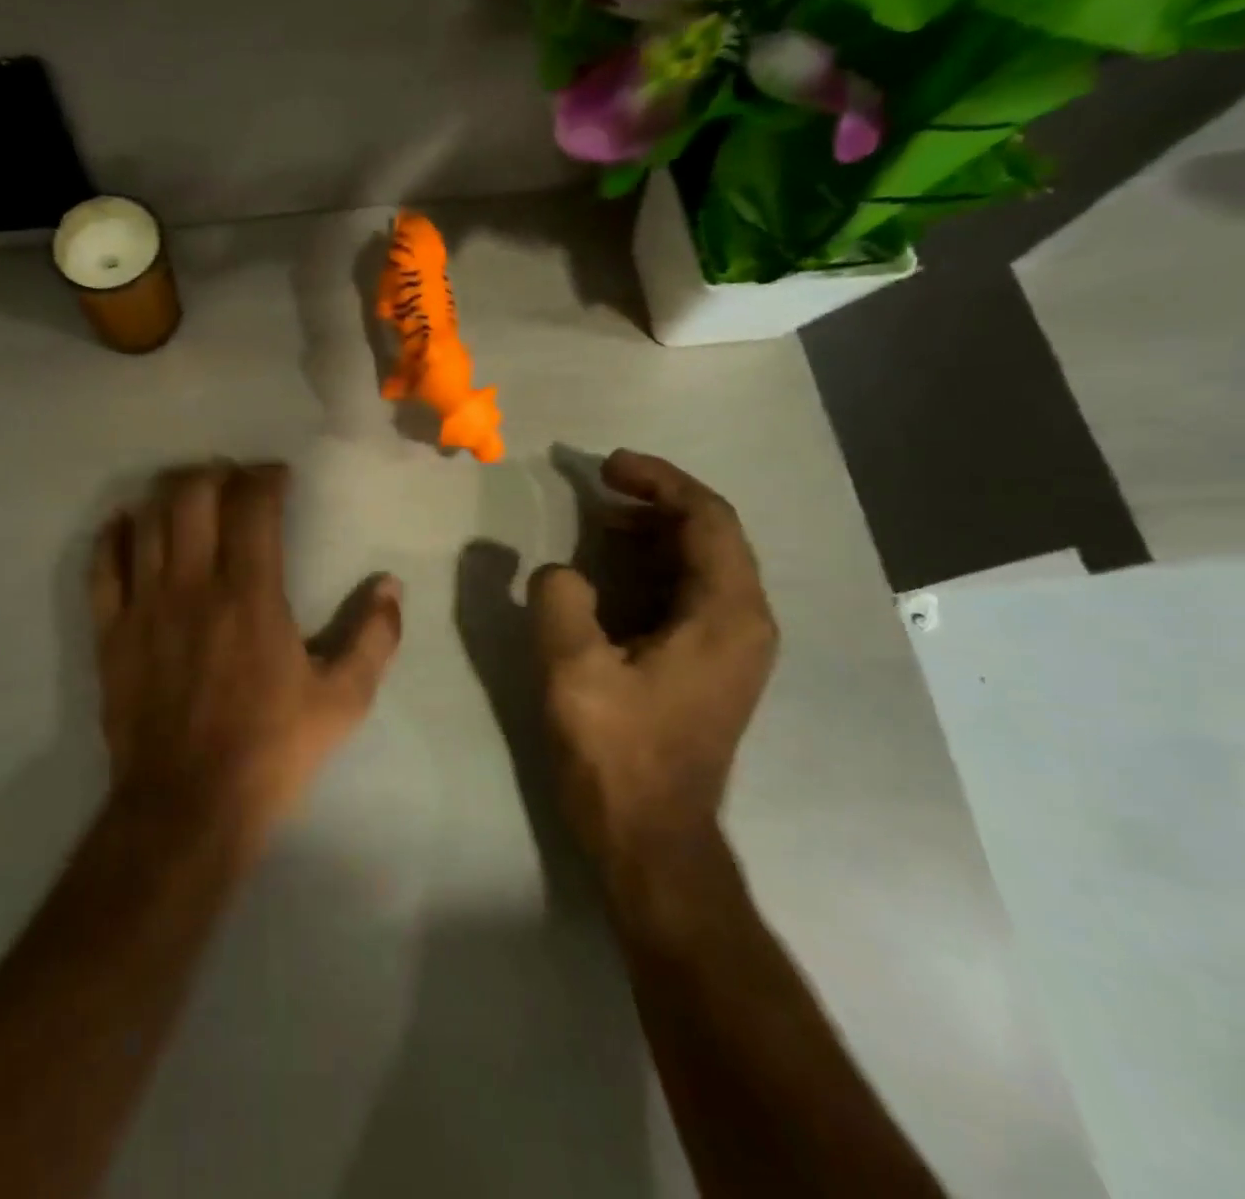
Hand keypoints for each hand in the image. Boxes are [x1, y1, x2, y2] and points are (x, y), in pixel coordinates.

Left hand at [89, 462, 402, 845]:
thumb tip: (391, 587)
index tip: (278, 478)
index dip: (265, 478)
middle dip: (215, 474)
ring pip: (146, 520)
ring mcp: (144, 605)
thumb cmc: (271, 751)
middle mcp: (192, 585)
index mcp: (250, 595)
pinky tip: (125, 523)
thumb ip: (374, 639)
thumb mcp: (342, 702)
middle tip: (233, 481)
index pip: (252, 506)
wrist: (187, 806)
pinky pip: (102, 566)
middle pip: (191, 495)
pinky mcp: (111, 631)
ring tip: (189, 495)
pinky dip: (112, 535)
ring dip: (169, 494)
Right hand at [528, 450, 777, 871]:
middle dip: (654, 503)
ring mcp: (731, 649)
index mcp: (727, 615)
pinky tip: (608, 574)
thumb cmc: (618, 753)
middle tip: (597, 490)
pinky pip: (687, 595)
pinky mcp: (709, 669)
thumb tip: (560, 573)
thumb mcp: (573, 669)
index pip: (707, 518)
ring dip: (652, 535)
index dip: (659, 481)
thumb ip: (561, 599)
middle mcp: (744, 624)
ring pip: (699, 566)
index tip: (608, 465)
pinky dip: (650, 569)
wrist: (651, 840)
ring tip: (598, 523)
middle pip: (710, 536)